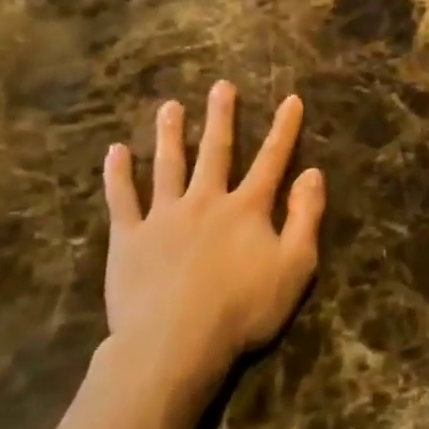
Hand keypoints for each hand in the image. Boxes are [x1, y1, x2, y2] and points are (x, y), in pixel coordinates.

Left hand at [99, 81, 324, 405]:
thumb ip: (305, 217)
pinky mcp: (129, 238)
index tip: (291, 100)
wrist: (175, 342)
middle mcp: (205, 200)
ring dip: (170, 134)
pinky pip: (122, 199)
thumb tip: (313, 173)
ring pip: (167, 165)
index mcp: (247, 209)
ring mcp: (163, 216)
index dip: (284, 129)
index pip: (271, 160)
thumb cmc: (243, 308)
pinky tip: (115, 152)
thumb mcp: (295, 266)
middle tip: (221, 86)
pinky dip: (117, 175)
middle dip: (221, 117)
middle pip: (216, 151)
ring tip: (169, 106)